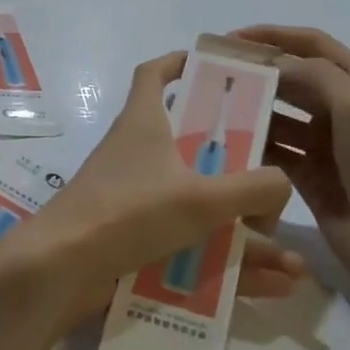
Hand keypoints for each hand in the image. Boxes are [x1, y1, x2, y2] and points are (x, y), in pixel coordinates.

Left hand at [0, 52, 301, 334]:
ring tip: (288, 258)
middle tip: (272, 177)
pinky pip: (191, 248)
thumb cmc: (128, 213)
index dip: (179, 62)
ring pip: (198, 206)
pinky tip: (270, 286)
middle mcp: (136, 155)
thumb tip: (281, 185)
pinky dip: (226, 264)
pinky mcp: (133, 239)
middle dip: (234, 161)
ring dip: (242, 230)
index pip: (154, 74)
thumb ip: (252, 188)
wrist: (61, 270)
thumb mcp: (200, 197)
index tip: (212, 66)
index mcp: (143, 124)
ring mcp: (134, 199)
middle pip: (189, 144)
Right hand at [235, 25, 349, 302]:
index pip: (313, 45)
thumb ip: (316, 75)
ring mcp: (326, 144)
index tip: (229, 39)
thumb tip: (273, 65)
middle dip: (256, 73)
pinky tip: (225, 143)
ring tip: (211, 108)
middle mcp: (344, 108)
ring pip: (279, 115)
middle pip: (292, 78)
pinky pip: (274, 151)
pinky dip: (253, 144)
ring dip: (250, 109)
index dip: (272, 36)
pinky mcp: (309, 176)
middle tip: (211, 75)